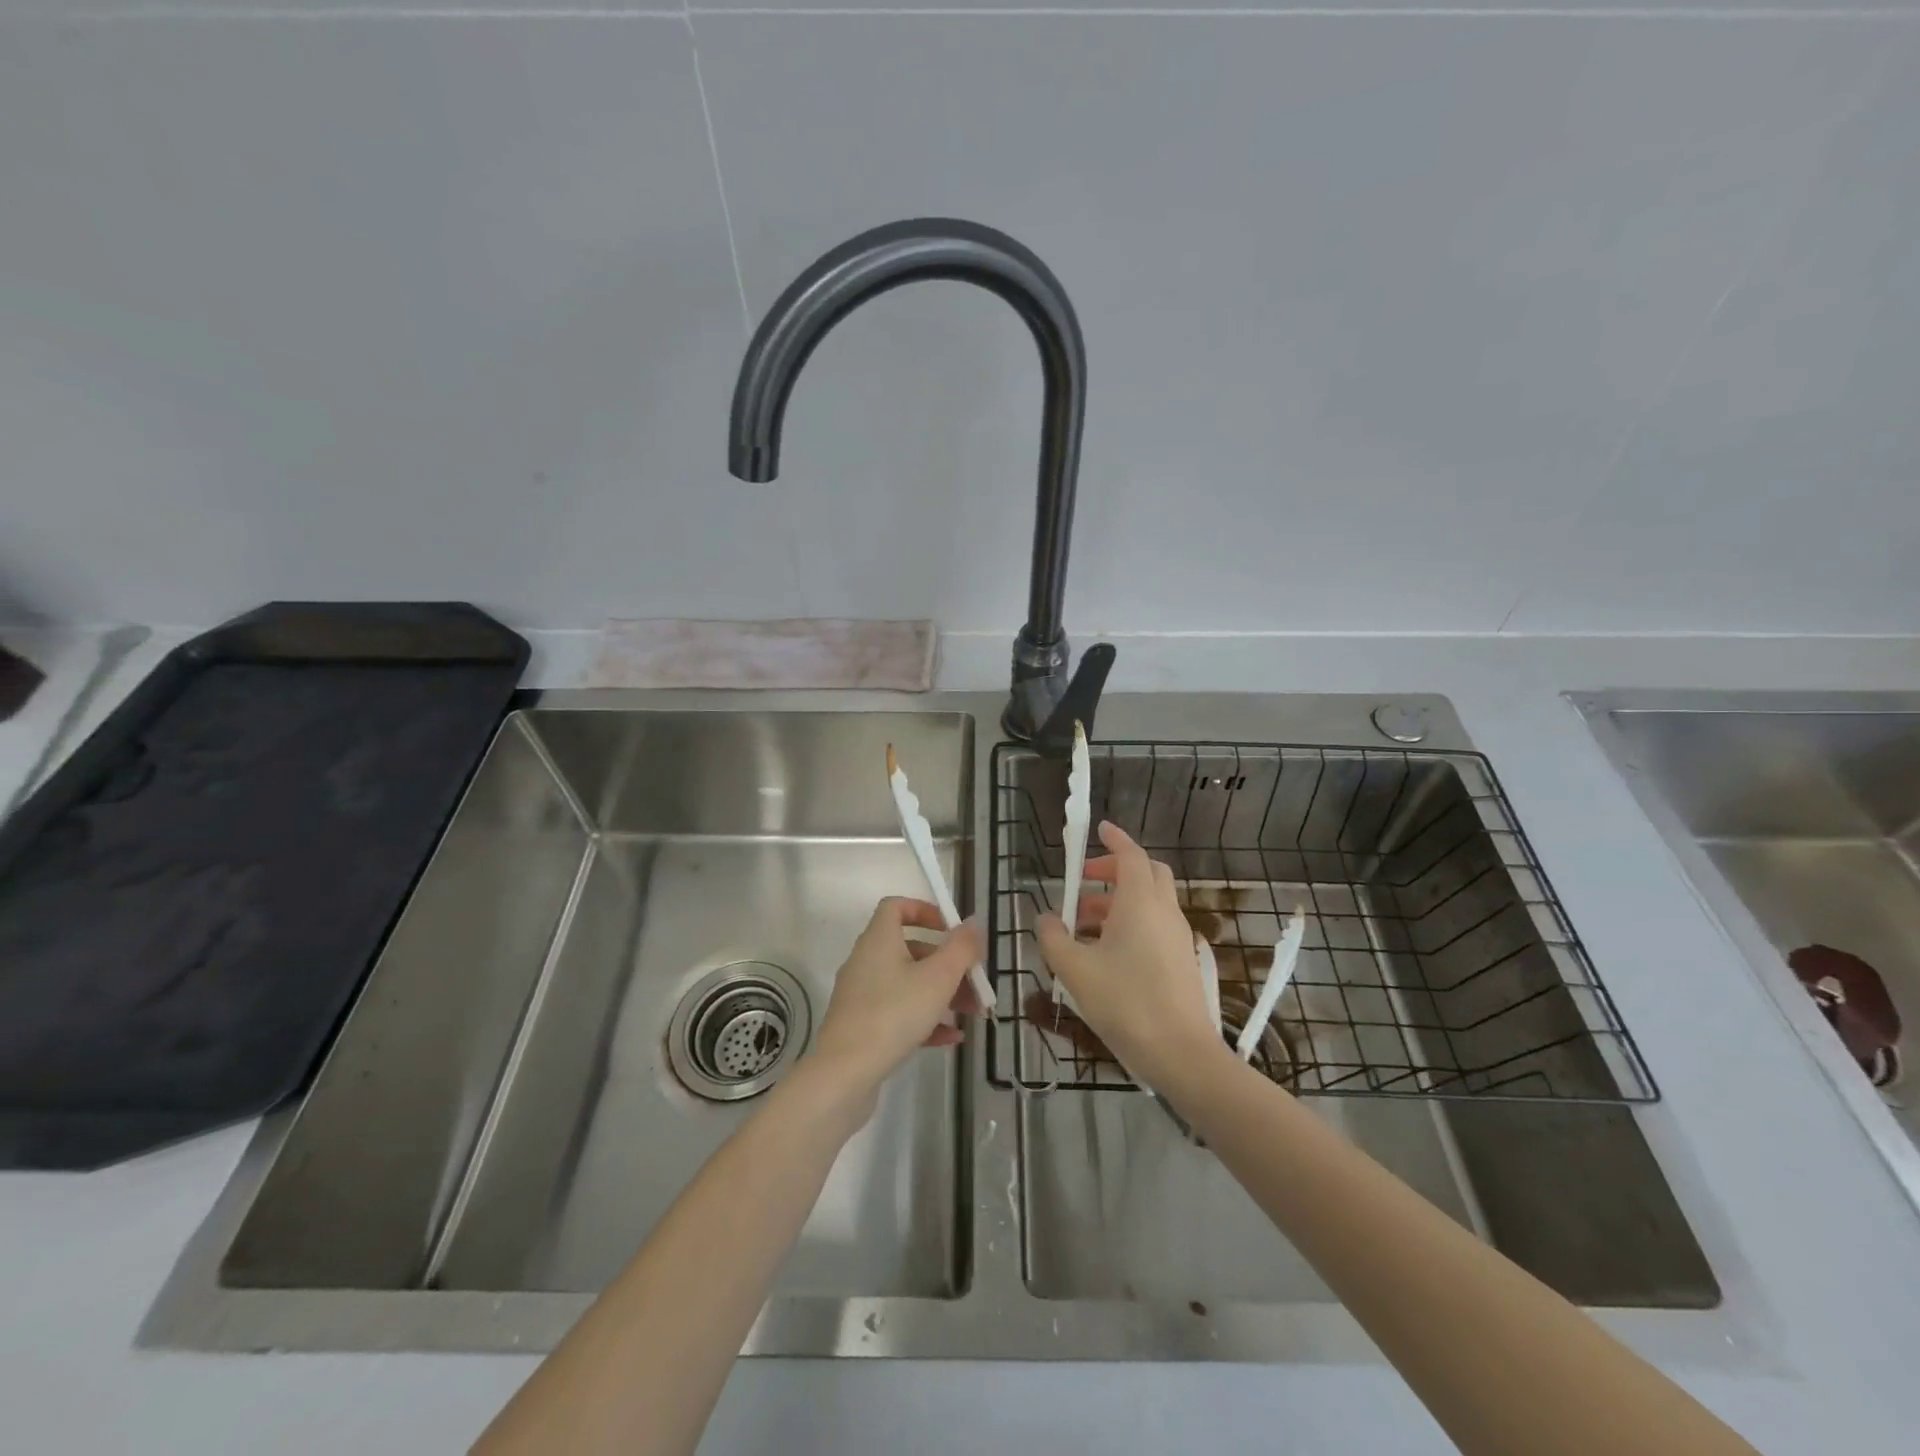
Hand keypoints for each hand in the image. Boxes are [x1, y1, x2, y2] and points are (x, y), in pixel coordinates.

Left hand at [809, 897, 983, 1111]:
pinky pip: (898, 1012)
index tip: (950, 929)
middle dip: (947, 964)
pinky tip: (951, 1038)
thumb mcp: (938, 978)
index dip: (925, 910)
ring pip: (908, 983)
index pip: (896, 907)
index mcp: (879, 940)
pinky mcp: (861, 1025)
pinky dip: (924, 1019)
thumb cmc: (894, 1014)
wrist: (845, 1073)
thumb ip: (961, 948)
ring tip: (971, 1013)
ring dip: (941, 994)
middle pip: (911, 949)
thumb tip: (973, 921)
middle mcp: (866, 961)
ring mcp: (862, 995)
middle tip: (975, 982)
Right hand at [1037, 821, 1225, 1091]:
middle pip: (1146, 872)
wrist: (1181, 1053)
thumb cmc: (1126, 1002)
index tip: (1099, 829)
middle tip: (1085, 880)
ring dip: (1119, 899)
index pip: (1131, 855)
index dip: (1115, 839)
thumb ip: (1054, 938)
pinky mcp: (1182, 959)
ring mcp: (1177, 936)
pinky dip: (1132, 921)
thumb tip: (1045, 917)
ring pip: (1150, 900)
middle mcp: (1164, 911)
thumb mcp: (1075, 970)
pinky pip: (1155, 924)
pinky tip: (1106, 951)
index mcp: (1140, 903)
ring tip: (1084, 923)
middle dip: (1116, 869)